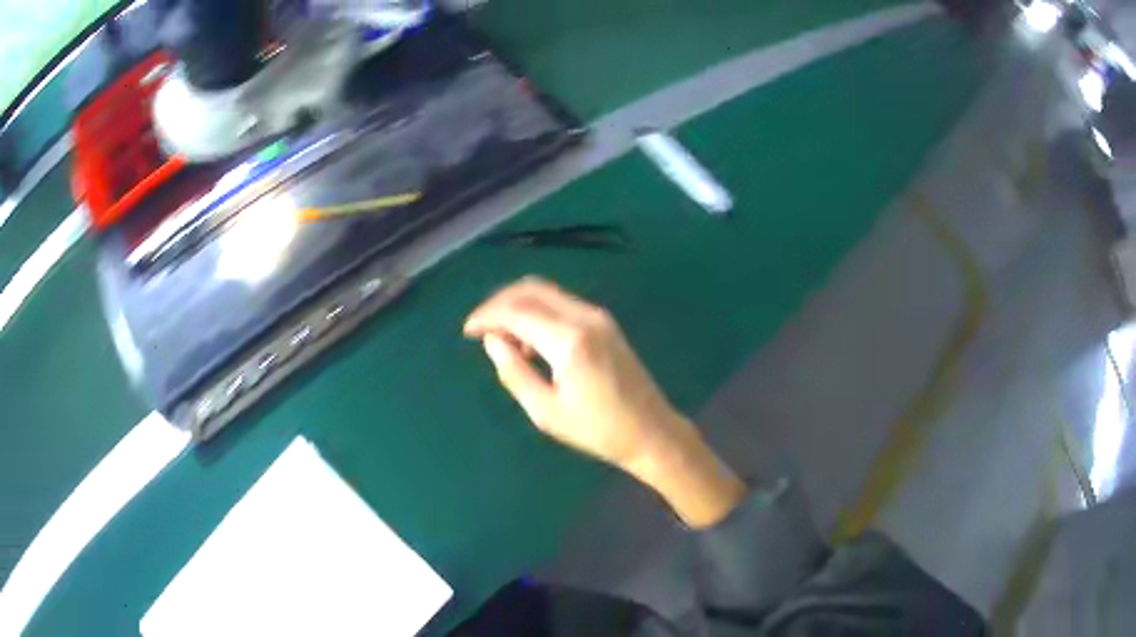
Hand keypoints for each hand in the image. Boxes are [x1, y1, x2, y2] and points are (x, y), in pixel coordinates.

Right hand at [464, 276, 745, 527]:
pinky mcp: (605, 323)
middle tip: (481, 328)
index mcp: (569, 340)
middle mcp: (585, 317)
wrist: (651, 431)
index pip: (516, 311)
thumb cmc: (597, 430)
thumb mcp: (546, 411)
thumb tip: (492, 341)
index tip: (467, 331)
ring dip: (519, 307)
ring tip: (505, 343)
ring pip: (547, 292)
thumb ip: (514, 371)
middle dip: (500, 302)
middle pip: (531, 288)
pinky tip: (531, 344)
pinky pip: (562, 304)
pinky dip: (539, 313)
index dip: (486, 316)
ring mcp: (599, 317)